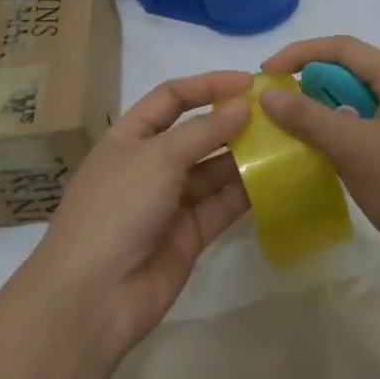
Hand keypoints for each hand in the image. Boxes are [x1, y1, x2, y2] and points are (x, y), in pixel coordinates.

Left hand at [25, 70, 253, 354]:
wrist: (93, 295)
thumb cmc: (118, 207)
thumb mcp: (158, 157)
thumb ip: (204, 131)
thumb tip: (243, 105)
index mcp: (130, 137)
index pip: (171, 98)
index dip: (208, 85)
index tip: (249, 83)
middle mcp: (150, 165)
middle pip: (196, 134)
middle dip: (232, 122)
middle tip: (278, 115)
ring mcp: (169, 202)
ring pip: (213, 171)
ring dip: (245, 157)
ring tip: (286, 144)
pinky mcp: (188, 236)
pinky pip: (222, 206)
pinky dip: (246, 193)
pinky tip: (277, 179)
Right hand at [257, 37, 379, 295]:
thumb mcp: (352, 148)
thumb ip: (307, 117)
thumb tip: (268, 93)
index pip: (346, 49)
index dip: (301, 53)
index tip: (267, 74)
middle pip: (355, 75)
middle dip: (313, 83)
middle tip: (278, 106)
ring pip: (363, 108)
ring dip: (327, 113)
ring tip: (295, 131)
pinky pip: (373, 136)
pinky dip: (345, 138)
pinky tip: (327, 159)